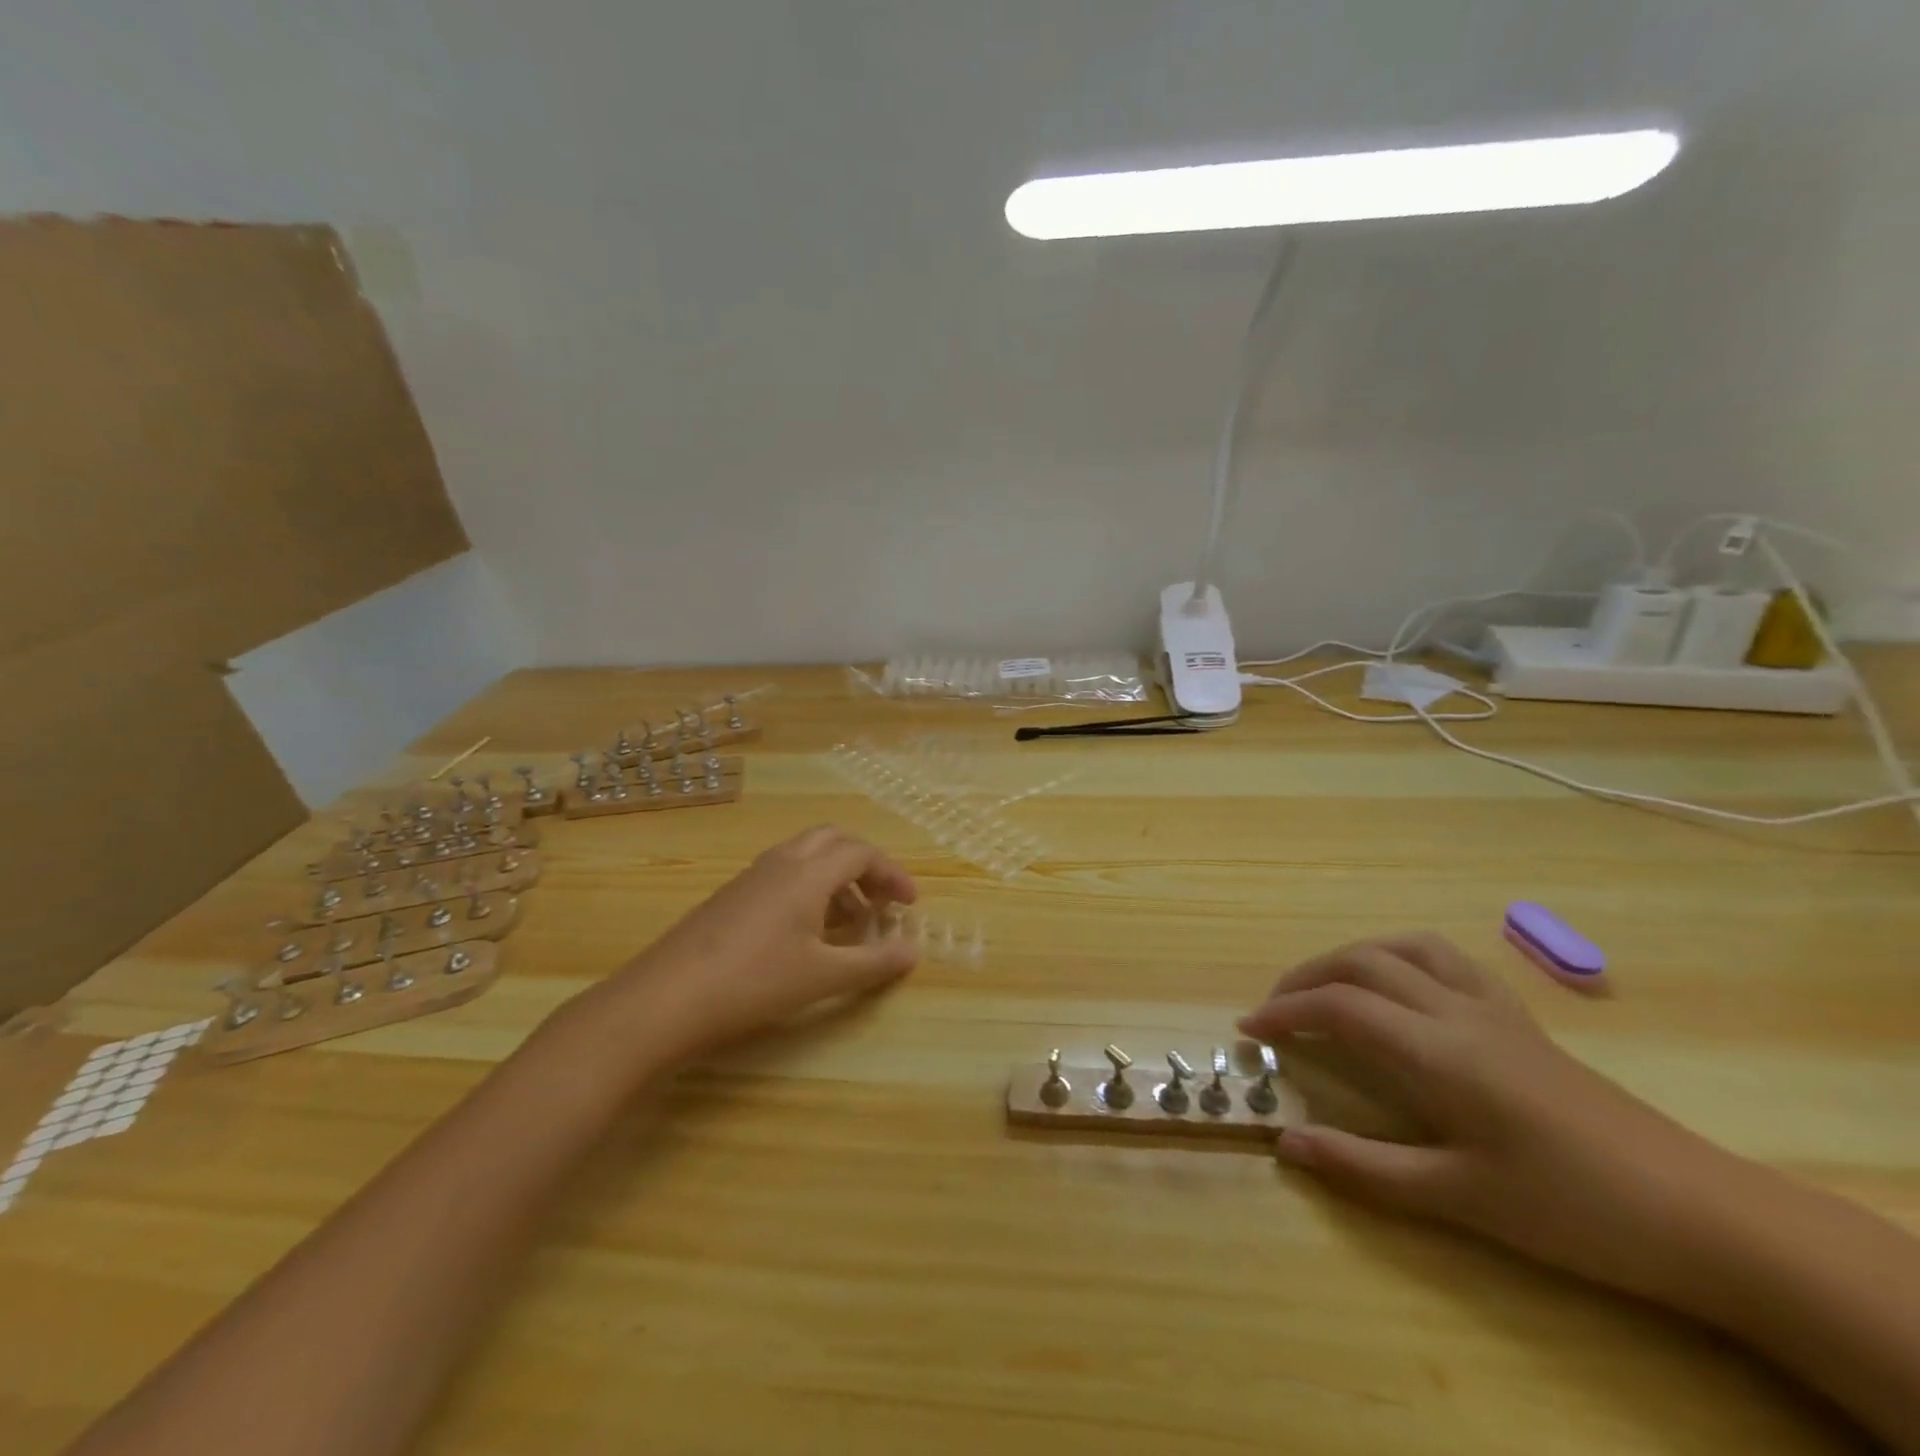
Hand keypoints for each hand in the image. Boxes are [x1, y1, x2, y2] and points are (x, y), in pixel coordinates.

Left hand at [584, 826, 919, 1066]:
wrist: (665, 998)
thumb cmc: (754, 982)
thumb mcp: (822, 977)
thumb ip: (872, 962)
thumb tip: (912, 952)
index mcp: (808, 873)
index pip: (861, 853)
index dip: (892, 874)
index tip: (910, 906)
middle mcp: (781, 862)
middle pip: (833, 841)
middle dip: (864, 865)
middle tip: (881, 900)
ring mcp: (751, 876)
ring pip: (805, 856)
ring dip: (835, 877)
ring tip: (849, 921)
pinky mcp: (731, 896)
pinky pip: (782, 874)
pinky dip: (808, 888)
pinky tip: (805, 932)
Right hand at [1238, 934, 1747, 1304]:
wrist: (1700, 1213)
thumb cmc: (1572, 1210)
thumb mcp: (1460, 1200)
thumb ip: (1365, 1168)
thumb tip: (1286, 1141)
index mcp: (1436, 1051)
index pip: (1339, 1007)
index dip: (1285, 1010)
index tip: (1249, 1028)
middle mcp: (1456, 1012)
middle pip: (1361, 962)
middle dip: (1306, 977)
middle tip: (1275, 1008)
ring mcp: (1492, 1008)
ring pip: (1404, 947)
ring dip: (1352, 955)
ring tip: (1327, 985)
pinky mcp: (1519, 1017)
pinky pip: (1447, 960)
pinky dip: (1402, 957)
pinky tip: (1401, 988)